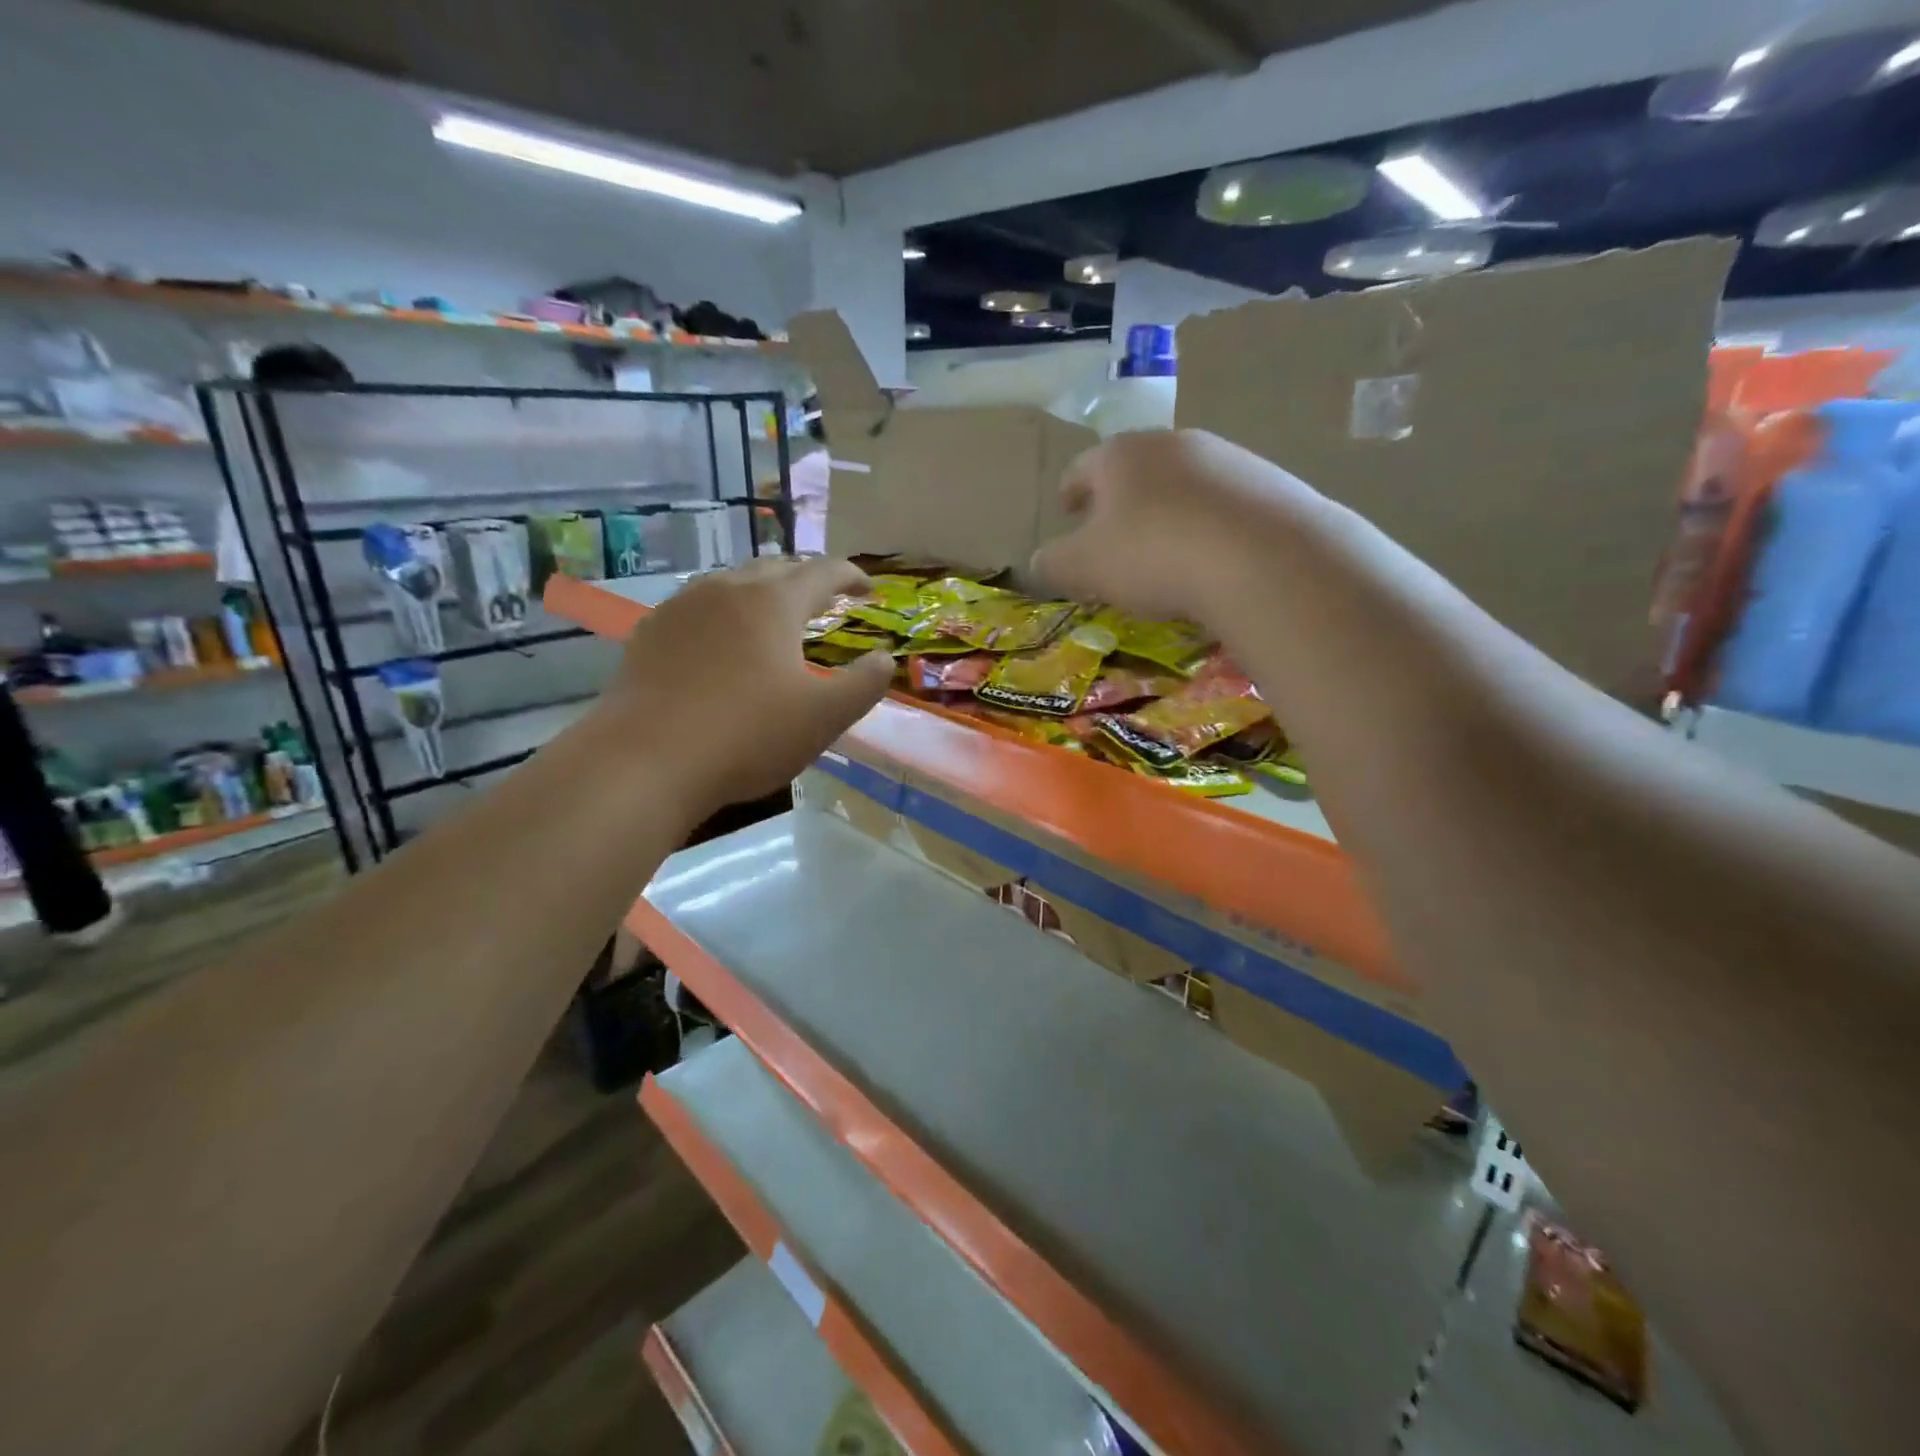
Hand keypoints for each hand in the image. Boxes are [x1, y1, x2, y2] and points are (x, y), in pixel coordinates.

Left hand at [593, 558, 893, 814]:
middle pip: (775, 569)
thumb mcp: (824, 717)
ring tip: (775, 616)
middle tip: (825, 600)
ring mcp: (681, 608)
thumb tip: (884, 658)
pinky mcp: (650, 634)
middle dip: (806, 580)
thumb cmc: (747, 735)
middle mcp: (726, 589)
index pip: (822, 572)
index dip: (851, 576)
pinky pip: (697, 608)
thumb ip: (864, 684)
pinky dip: (723, 615)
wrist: (644, 761)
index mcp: (773, 602)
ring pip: (732, 584)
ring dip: (762, 593)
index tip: (868, 589)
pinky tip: (720, 643)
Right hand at [1032, 430, 1323, 621]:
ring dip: (1167, 511)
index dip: (1070, 491)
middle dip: (1120, 501)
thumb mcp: (1083, 567)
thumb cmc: (1153, 554)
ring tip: (1165, 551)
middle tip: (1113, 535)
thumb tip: (1040, 561)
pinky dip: (1208, 524)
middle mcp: (1172, 443)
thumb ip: (1053, 563)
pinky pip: (1223, 503)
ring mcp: (1226, 458)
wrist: (1261, 556)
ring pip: (1182, 483)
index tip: (1068, 511)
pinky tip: (1212, 557)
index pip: (1083, 468)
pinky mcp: (1269, 482)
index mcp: (1120, 455)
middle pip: (1135, 469)